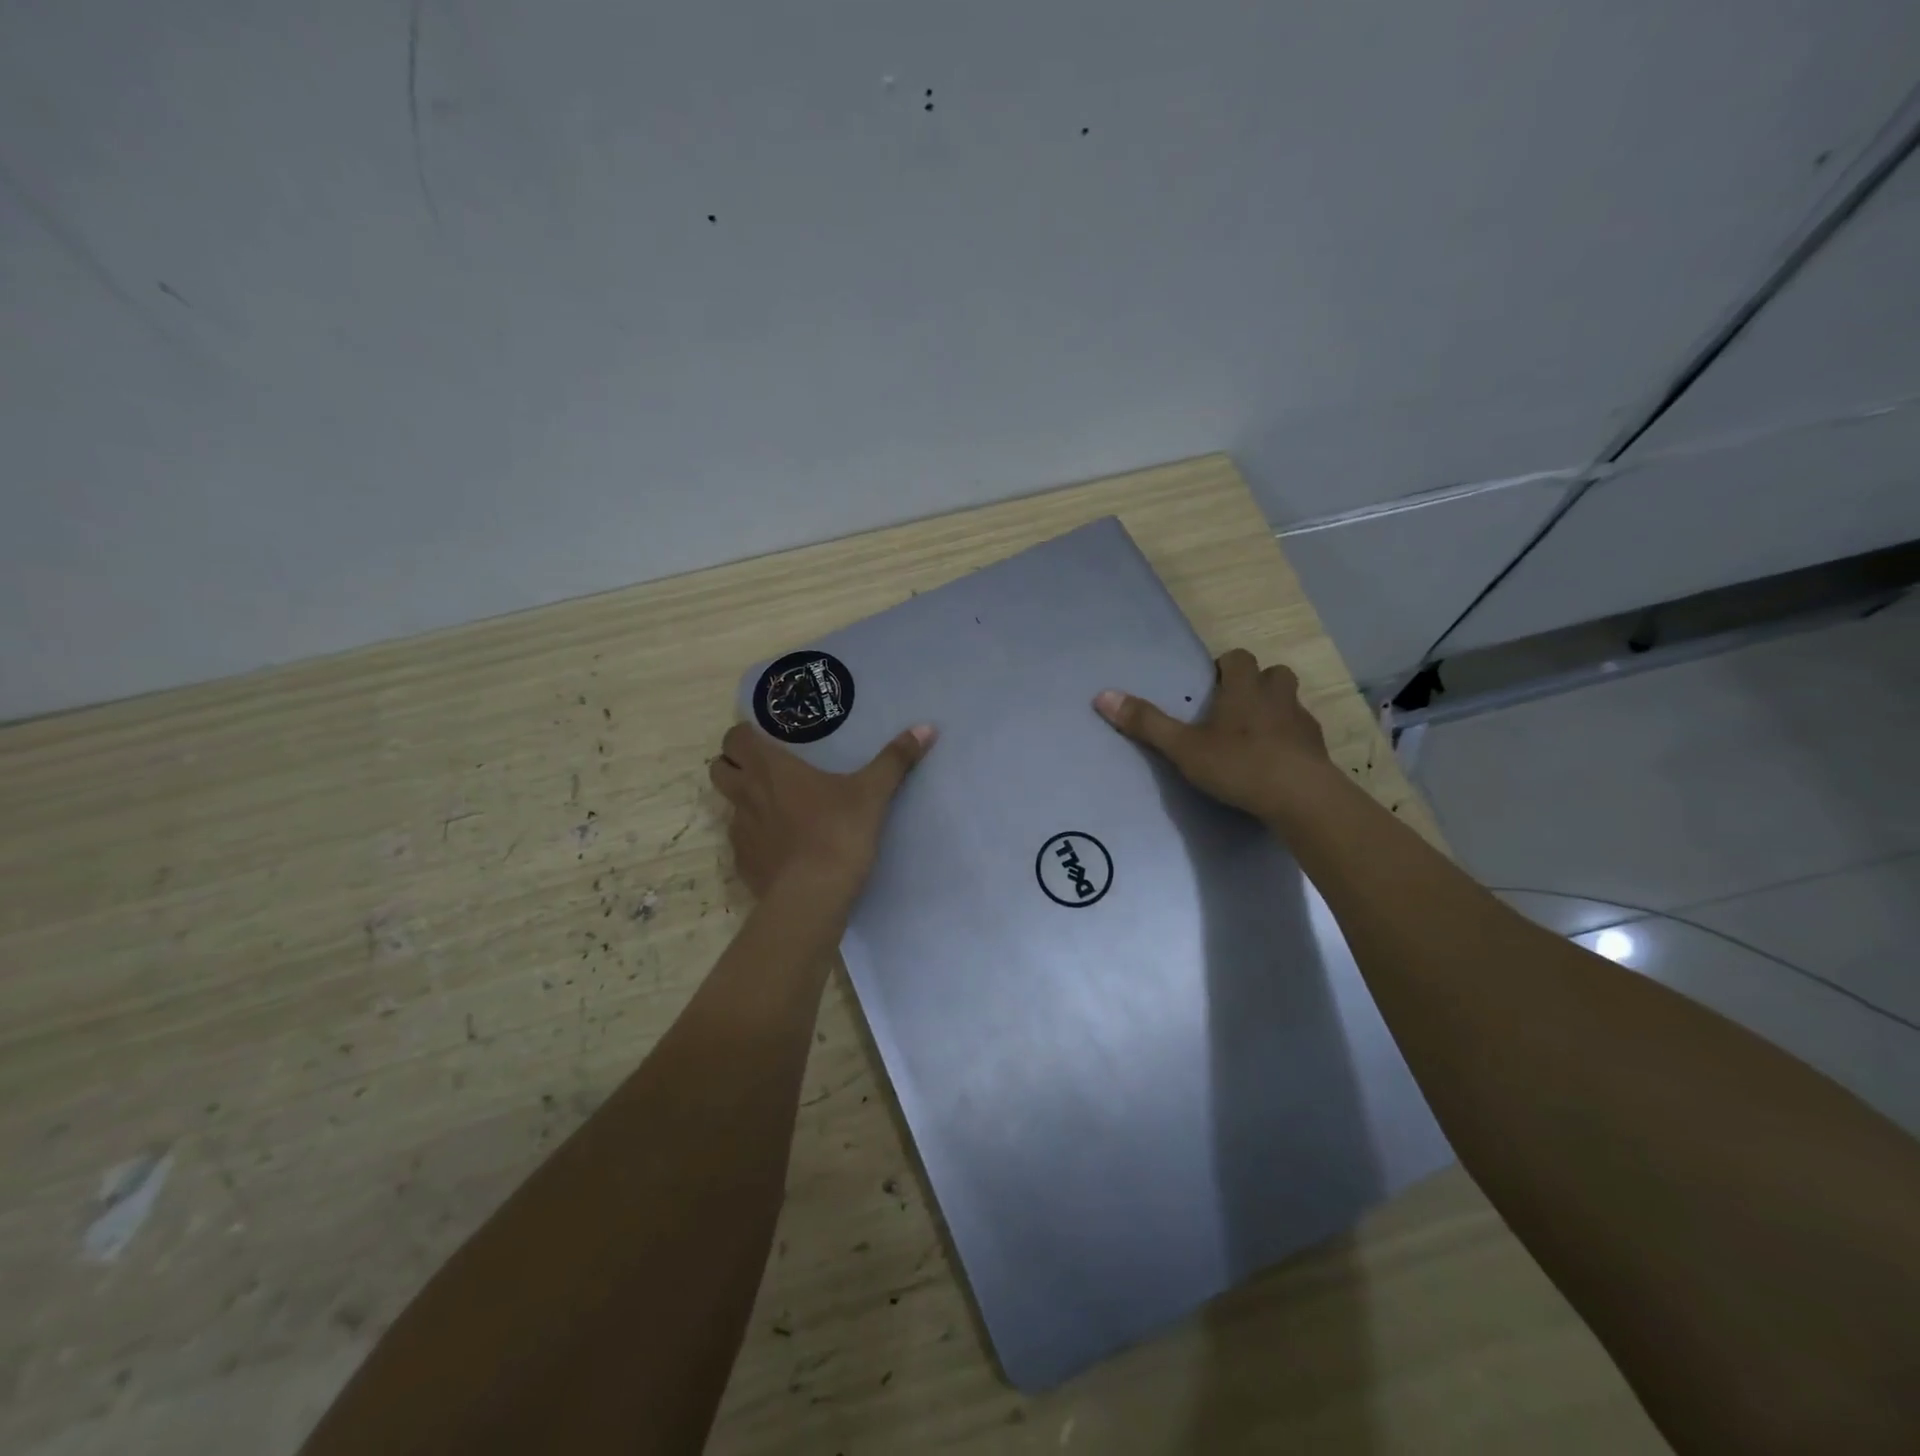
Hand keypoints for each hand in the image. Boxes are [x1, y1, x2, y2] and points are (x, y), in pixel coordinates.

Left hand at [709, 721, 936, 899]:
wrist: (812, 898)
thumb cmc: (838, 833)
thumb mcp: (872, 793)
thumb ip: (895, 759)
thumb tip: (926, 727)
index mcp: (770, 769)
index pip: (735, 738)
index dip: (745, 735)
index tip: (766, 738)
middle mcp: (746, 795)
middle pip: (718, 768)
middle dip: (734, 765)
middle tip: (764, 770)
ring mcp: (740, 832)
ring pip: (728, 806)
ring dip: (744, 802)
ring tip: (776, 810)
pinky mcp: (744, 864)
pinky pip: (742, 843)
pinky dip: (756, 839)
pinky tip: (783, 848)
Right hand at [1094, 648, 1330, 820]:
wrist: (1301, 798)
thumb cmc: (1239, 765)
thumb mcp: (1184, 748)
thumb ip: (1147, 723)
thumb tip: (1102, 695)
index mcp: (1244, 689)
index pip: (1239, 658)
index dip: (1226, 666)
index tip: (1212, 684)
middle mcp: (1277, 697)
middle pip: (1273, 674)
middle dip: (1257, 683)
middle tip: (1234, 707)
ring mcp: (1302, 723)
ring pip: (1290, 703)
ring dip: (1275, 710)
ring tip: (1254, 736)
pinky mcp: (1317, 750)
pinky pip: (1302, 735)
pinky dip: (1290, 741)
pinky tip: (1275, 763)